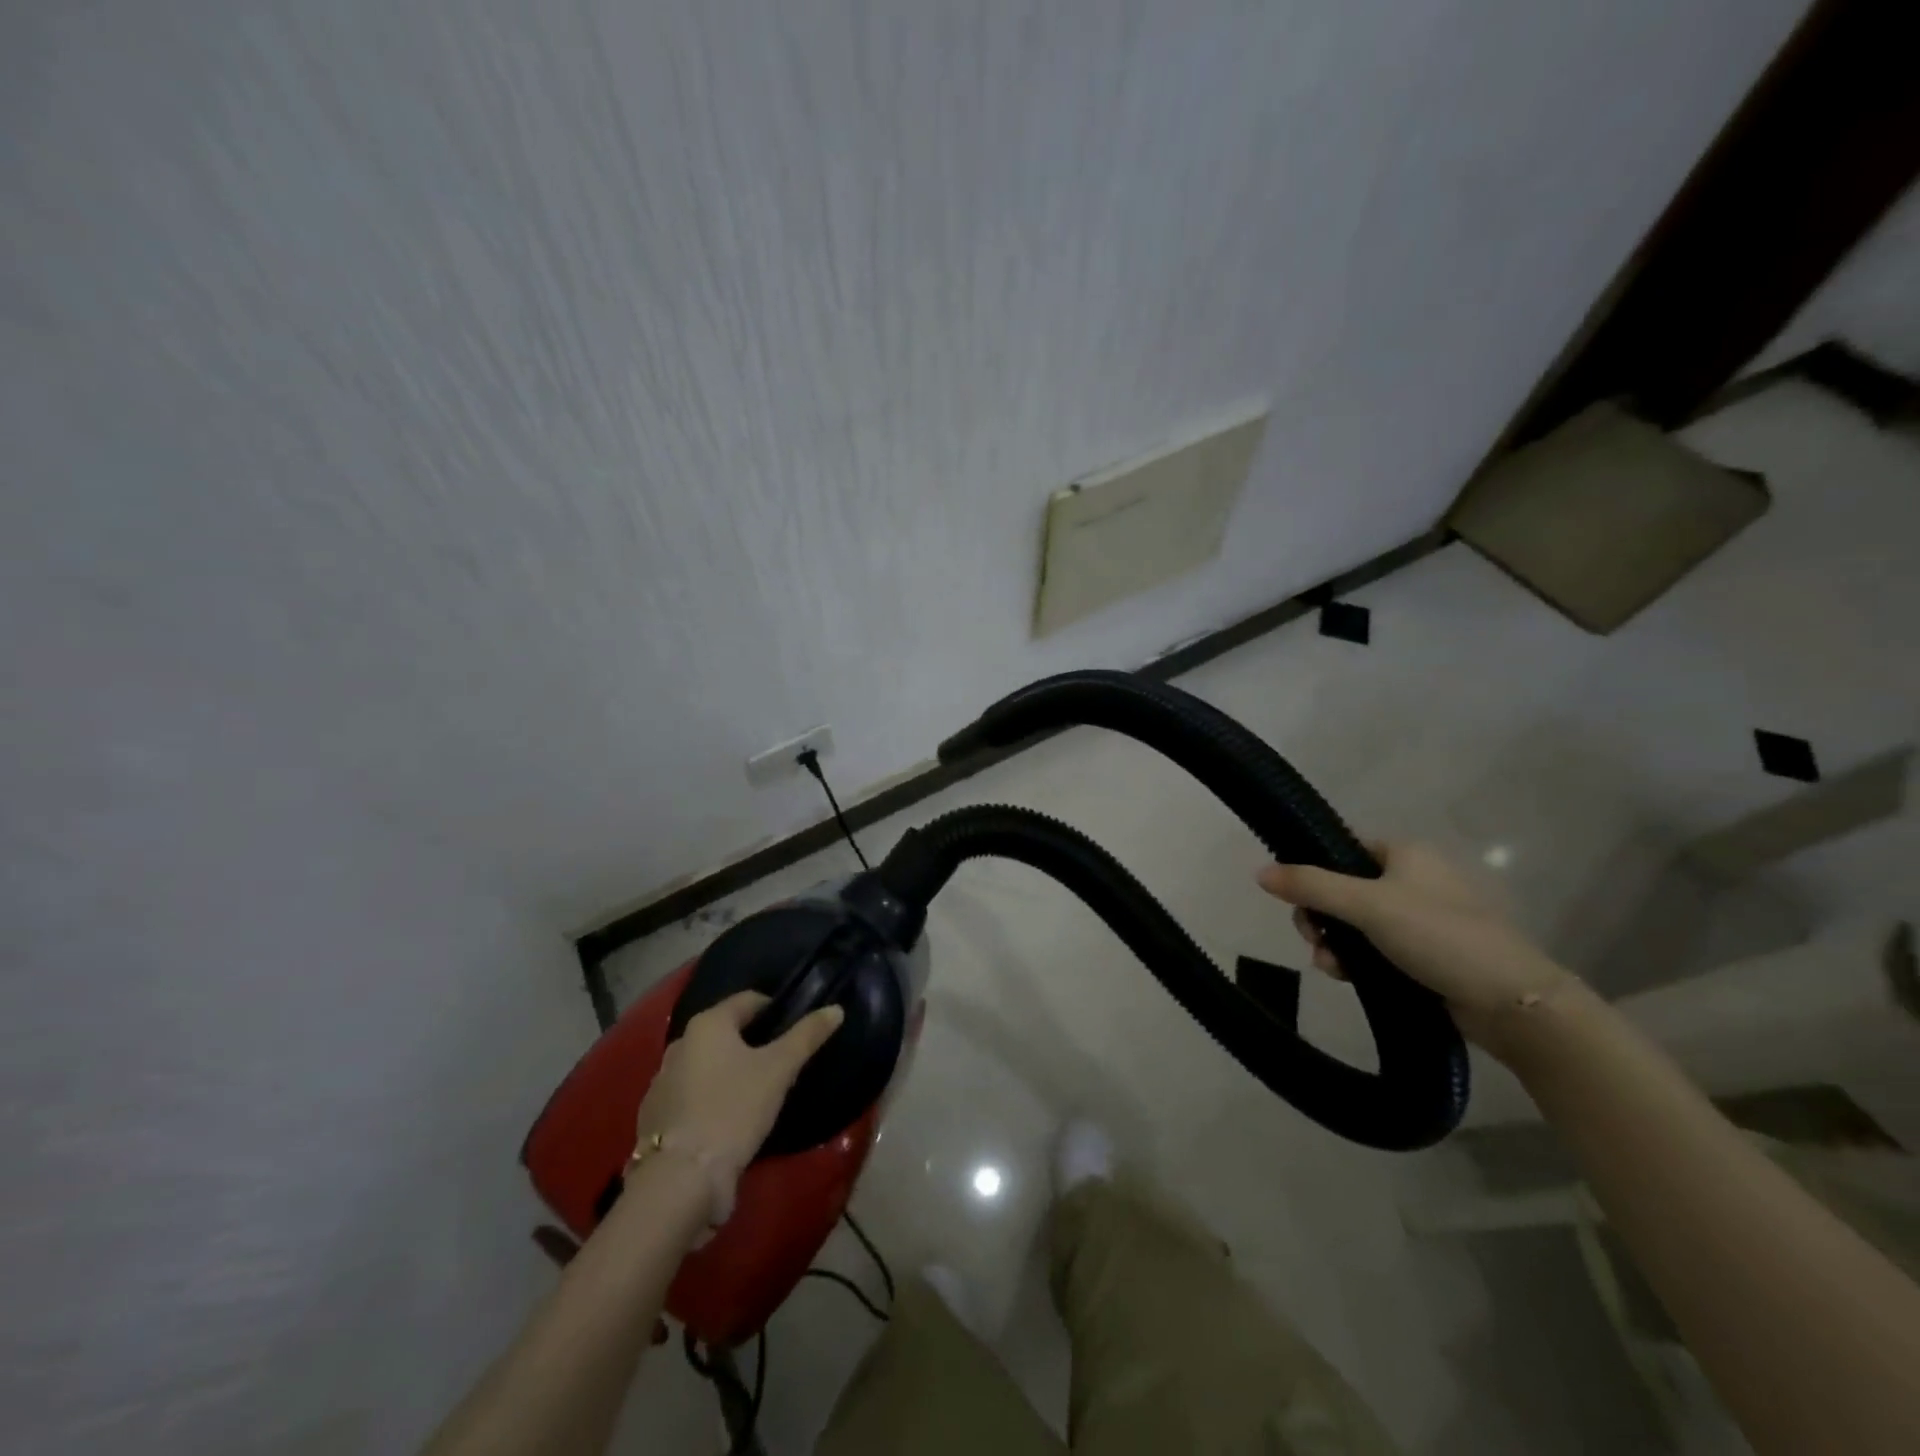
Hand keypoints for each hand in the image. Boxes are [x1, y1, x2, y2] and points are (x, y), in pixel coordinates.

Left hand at [634, 992, 844, 1179]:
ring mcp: (661, 1082)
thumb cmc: (734, 1109)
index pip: (749, 1000)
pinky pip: (691, 1095)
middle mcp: (679, 1044)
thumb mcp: (779, 1070)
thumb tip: (835, 1009)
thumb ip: (807, 1035)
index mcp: (707, 1024)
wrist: (681, 1179)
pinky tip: (727, 1121)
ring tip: (756, 1095)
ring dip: (730, 1073)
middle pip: (727, 1033)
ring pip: (707, 1065)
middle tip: (781, 1064)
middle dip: (753, 1044)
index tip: (796, 1030)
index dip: (775, 1011)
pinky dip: (710, 1099)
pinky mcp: (654, 1117)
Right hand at [1256, 841, 1574, 1058]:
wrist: (1512, 1002)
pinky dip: (1355, 960)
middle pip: (1341, 888)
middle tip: (1314, 938)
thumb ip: (1311, 886)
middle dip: (1320, 915)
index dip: (1313, 870)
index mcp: (1404, 853)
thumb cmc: (1439, 936)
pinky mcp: (1425, 954)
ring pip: (1354, 923)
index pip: (1342, 848)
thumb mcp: (1367, 906)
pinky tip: (1346, 977)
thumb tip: (1258, 872)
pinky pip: (1374, 948)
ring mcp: (1420, 918)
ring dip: (1334, 943)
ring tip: (1331, 967)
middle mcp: (1412, 879)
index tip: (1297, 898)